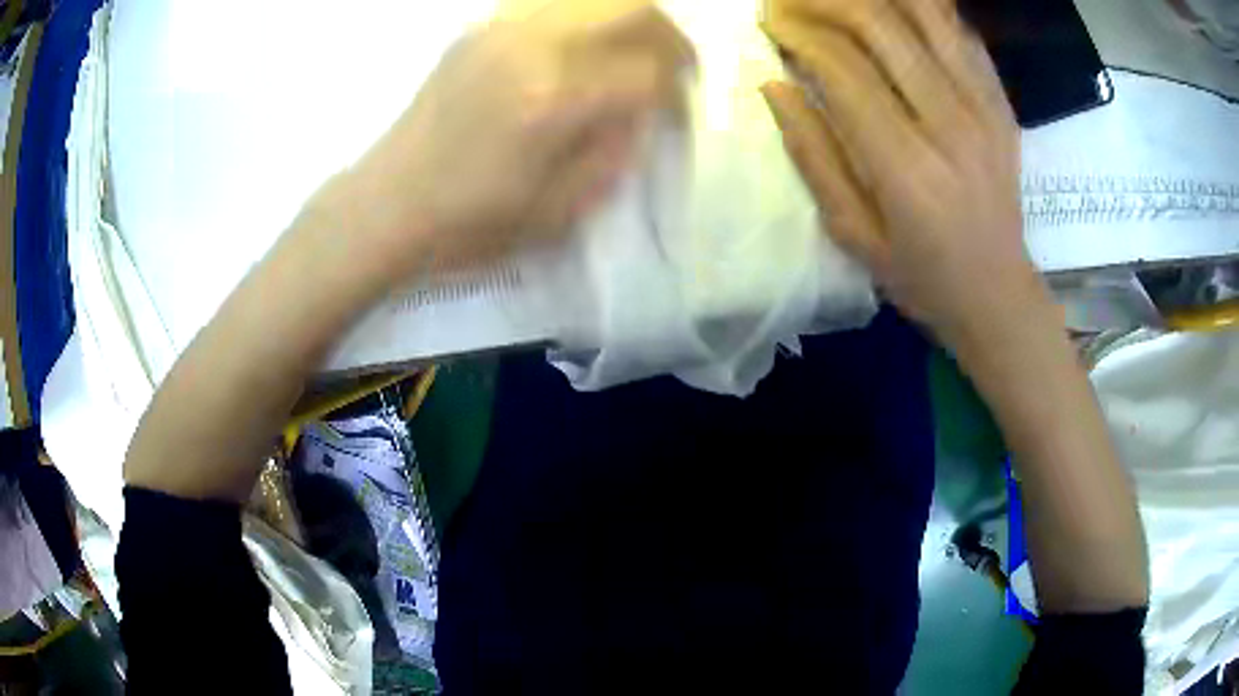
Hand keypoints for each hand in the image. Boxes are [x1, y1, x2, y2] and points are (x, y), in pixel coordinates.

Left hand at [312, 0, 694, 281]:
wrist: (386, 206)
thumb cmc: (470, 223)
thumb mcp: (561, 210)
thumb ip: (616, 150)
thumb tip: (644, 110)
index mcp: (555, 100)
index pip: (649, 71)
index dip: (677, 93)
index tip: (676, 114)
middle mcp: (533, 46)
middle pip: (633, 6)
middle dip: (669, 36)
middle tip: (672, 67)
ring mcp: (501, 29)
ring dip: (627, 18)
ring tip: (631, 53)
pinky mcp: (479, 29)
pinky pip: (552, 1)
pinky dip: (583, 16)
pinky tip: (580, 48)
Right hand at [761, 0, 1039, 348]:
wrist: (999, 293)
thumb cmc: (922, 276)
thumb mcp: (853, 234)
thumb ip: (813, 156)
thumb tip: (775, 86)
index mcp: (907, 168)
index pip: (842, 67)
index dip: (796, 33)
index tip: (768, 24)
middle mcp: (950, 124)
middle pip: (880, 24)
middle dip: (823, 1)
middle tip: (792, 3)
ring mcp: (984, 108)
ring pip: (924, 13)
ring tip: (838, 1)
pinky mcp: (1001, 103)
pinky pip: (959, 31)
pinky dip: (921, 9)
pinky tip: (891, 11)